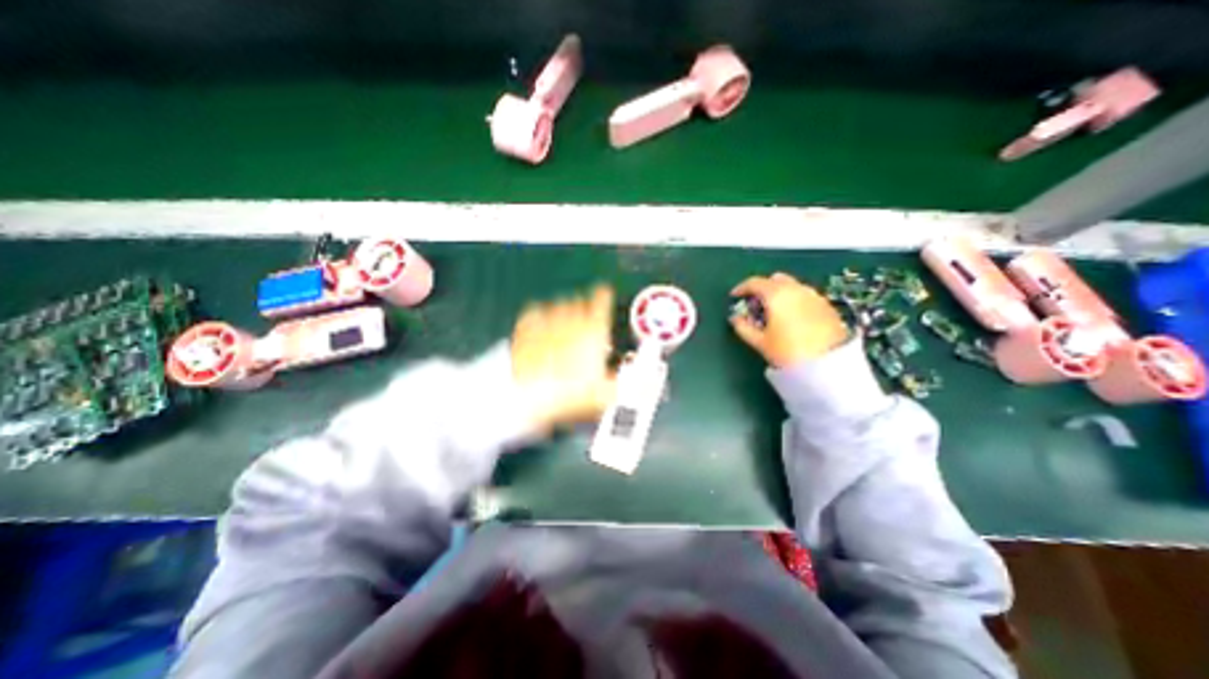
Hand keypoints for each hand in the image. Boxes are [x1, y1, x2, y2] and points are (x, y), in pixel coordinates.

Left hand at [512, 283, 616, 431]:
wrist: (531, 394)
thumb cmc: (568, 391)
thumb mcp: (606, 393)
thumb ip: (626, 383)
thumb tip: (644, 382)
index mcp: (593, 329)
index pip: (602, 299)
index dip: (604, 296)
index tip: (605, 295)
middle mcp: (572, 319)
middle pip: (581, 301)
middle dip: (584, 308)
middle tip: (585, 322)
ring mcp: (548, 321)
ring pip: (558, 304)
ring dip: (563, 311)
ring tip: (565, 324)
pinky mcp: (527, 328)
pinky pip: (535, 313)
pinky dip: (539, 316)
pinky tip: (541, 324)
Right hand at [725, 269, 849, 369]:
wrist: (828, 365)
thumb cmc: (788, 351)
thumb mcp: (759, 342)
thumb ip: (743, 327)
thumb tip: (735, 318)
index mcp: (777, 294)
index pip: (755, 282)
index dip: (741, 288)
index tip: (734, 296)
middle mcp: (796, 289)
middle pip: (774, 279)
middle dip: (762, 288)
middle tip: (754, 305)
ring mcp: (814, 295)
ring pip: (791, 286)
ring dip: (779, 293)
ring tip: (773, 313)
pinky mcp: (826, 305)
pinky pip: (804, 295)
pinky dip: (793, 300)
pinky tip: (790, 318)